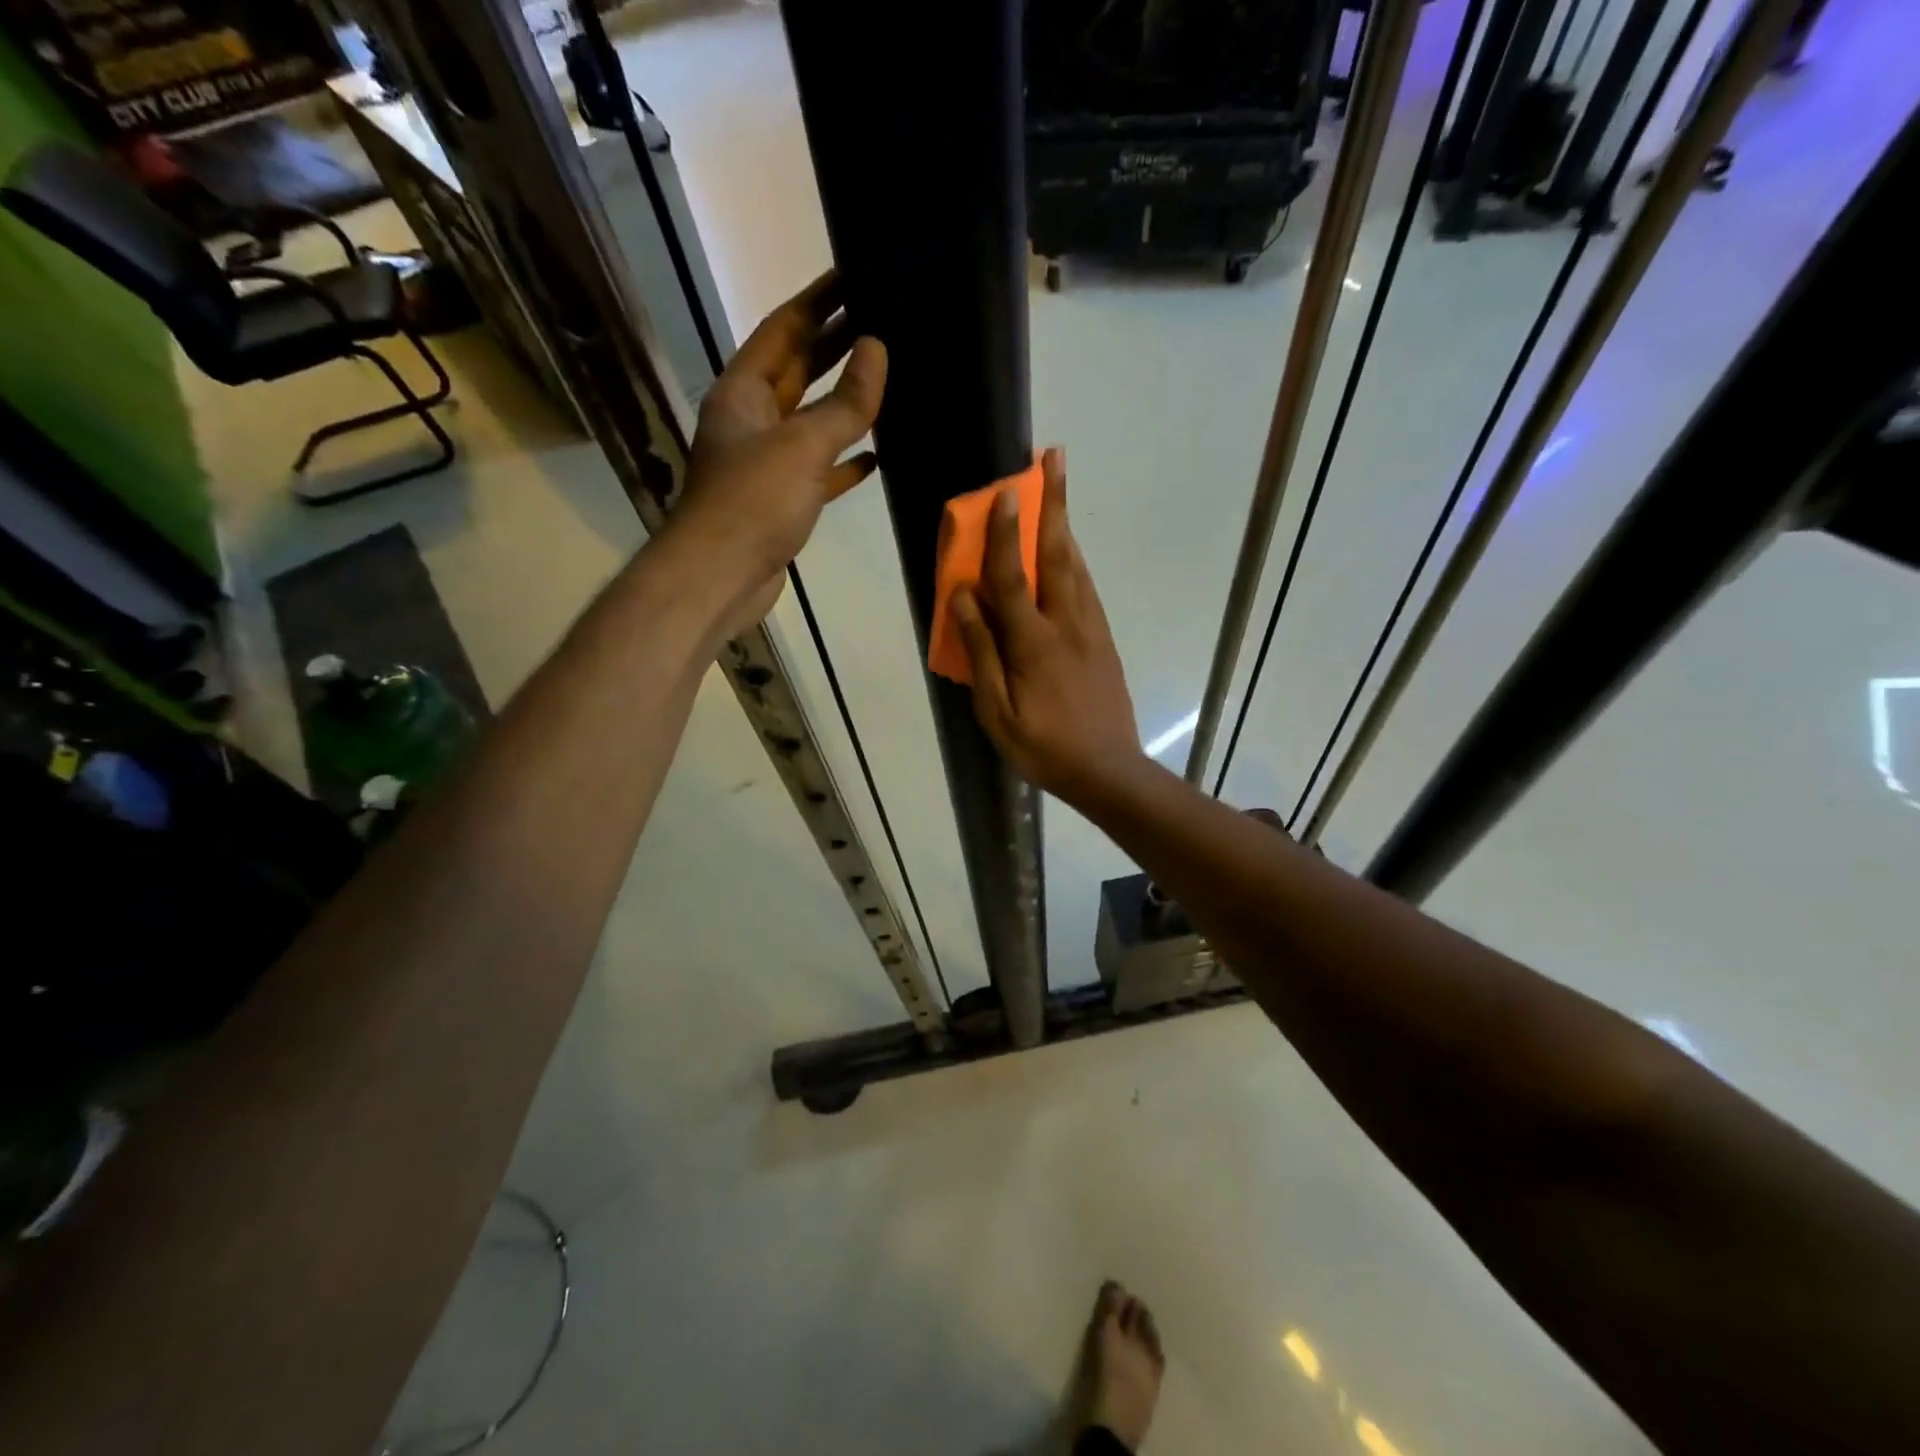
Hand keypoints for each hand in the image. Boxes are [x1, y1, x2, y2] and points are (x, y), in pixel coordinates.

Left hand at [661, 271, 886, 638]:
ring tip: (886, 378)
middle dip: (836, 345)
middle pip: (798, 370)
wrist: (721, 576)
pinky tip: (876, 455)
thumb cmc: (754, 502)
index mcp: (744, 391)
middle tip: (882, 318)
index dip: (818, 301)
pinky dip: (844, 461)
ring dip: (844, 402)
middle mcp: (752, 419)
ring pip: (811, 420)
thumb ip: (844, 403)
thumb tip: (877, 349)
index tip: (853, 274)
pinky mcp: (782, 500)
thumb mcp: (803, 445)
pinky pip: (819, 469)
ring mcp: (766, 462)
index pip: (783, 329)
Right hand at [950, 449, 1144, 804]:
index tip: (1003, 490)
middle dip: (1054, 503)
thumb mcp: (997, 712)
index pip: (1012, 577)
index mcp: (1033, 643)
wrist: (1109, 771)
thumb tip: (963, 598)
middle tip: (1055, 458)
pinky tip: (1068, 551)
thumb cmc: (1043, 747)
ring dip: (1065, 524)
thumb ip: (981, 652)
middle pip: (1057, 554)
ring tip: (1058, 490)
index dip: (1002, 534)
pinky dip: (1074, 559)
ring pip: (1076, 566)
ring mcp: (1091, 630)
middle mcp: (1067, 624)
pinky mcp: (1104, 641)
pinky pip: (1086, 588)